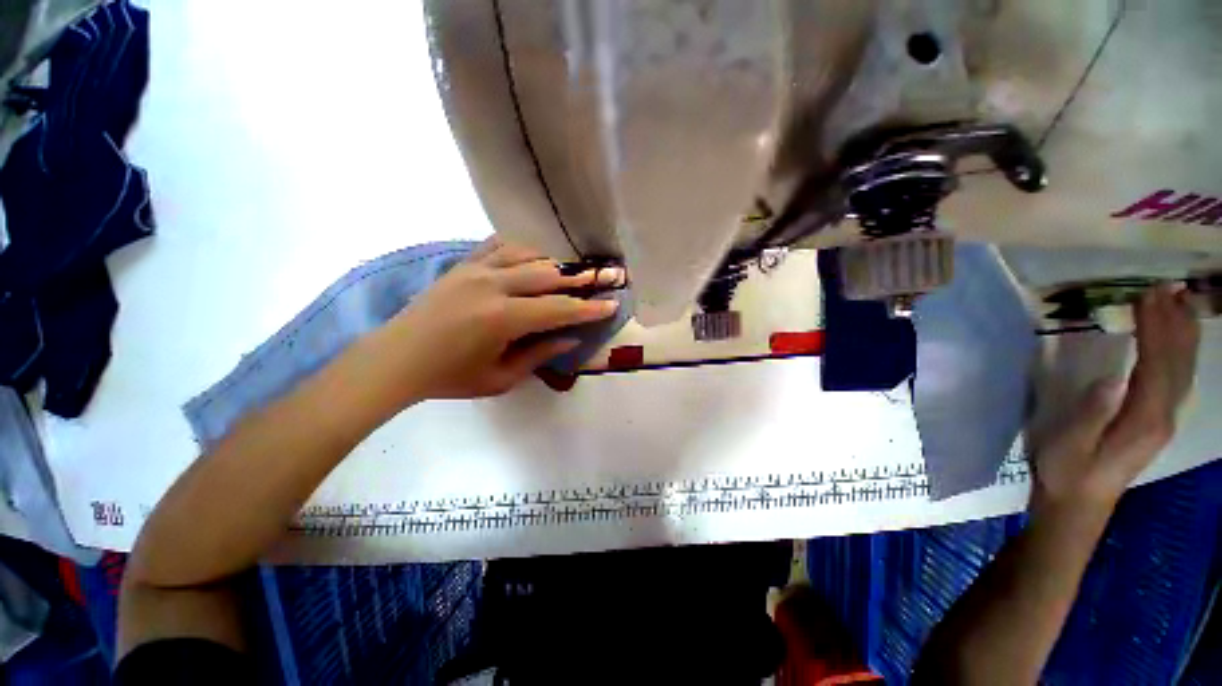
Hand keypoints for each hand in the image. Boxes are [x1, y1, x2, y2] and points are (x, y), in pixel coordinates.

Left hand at [368, 238, 622, 401]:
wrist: (396, 359)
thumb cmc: (450, 377)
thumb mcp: (500, 378)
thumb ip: (539, 355)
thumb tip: (570, 338)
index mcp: (503, 318)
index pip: (559, 309)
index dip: (588, 308)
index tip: (611, 304)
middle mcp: (493, 286)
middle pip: (549, 275)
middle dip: (580, 279)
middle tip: (603, 278)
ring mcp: (476, 270)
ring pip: (528, 256)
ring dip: (554, 264)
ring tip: (570, 274)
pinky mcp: (463, 265)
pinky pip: (500, 246)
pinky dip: (523, 250)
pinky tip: (532, 259)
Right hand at [1032, 285, 1200, 514]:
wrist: (1079, 506)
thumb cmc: (1067, 473)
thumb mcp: (1069, 445)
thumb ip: (1091, 415)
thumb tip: (1111, 378)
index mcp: (1143, 420)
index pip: (1156, 365)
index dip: (1154, 329)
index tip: (1145, 297)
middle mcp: (1163, 417)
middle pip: (1177, 363)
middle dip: (1174, 323)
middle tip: (1167, 288)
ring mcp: (1163, 420)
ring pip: (1183, 370)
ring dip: (1183, 334)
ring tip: (1179, 302)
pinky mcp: (1156, 422)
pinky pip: (1176, 381)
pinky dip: (1179, 354)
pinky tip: (1176, 340)